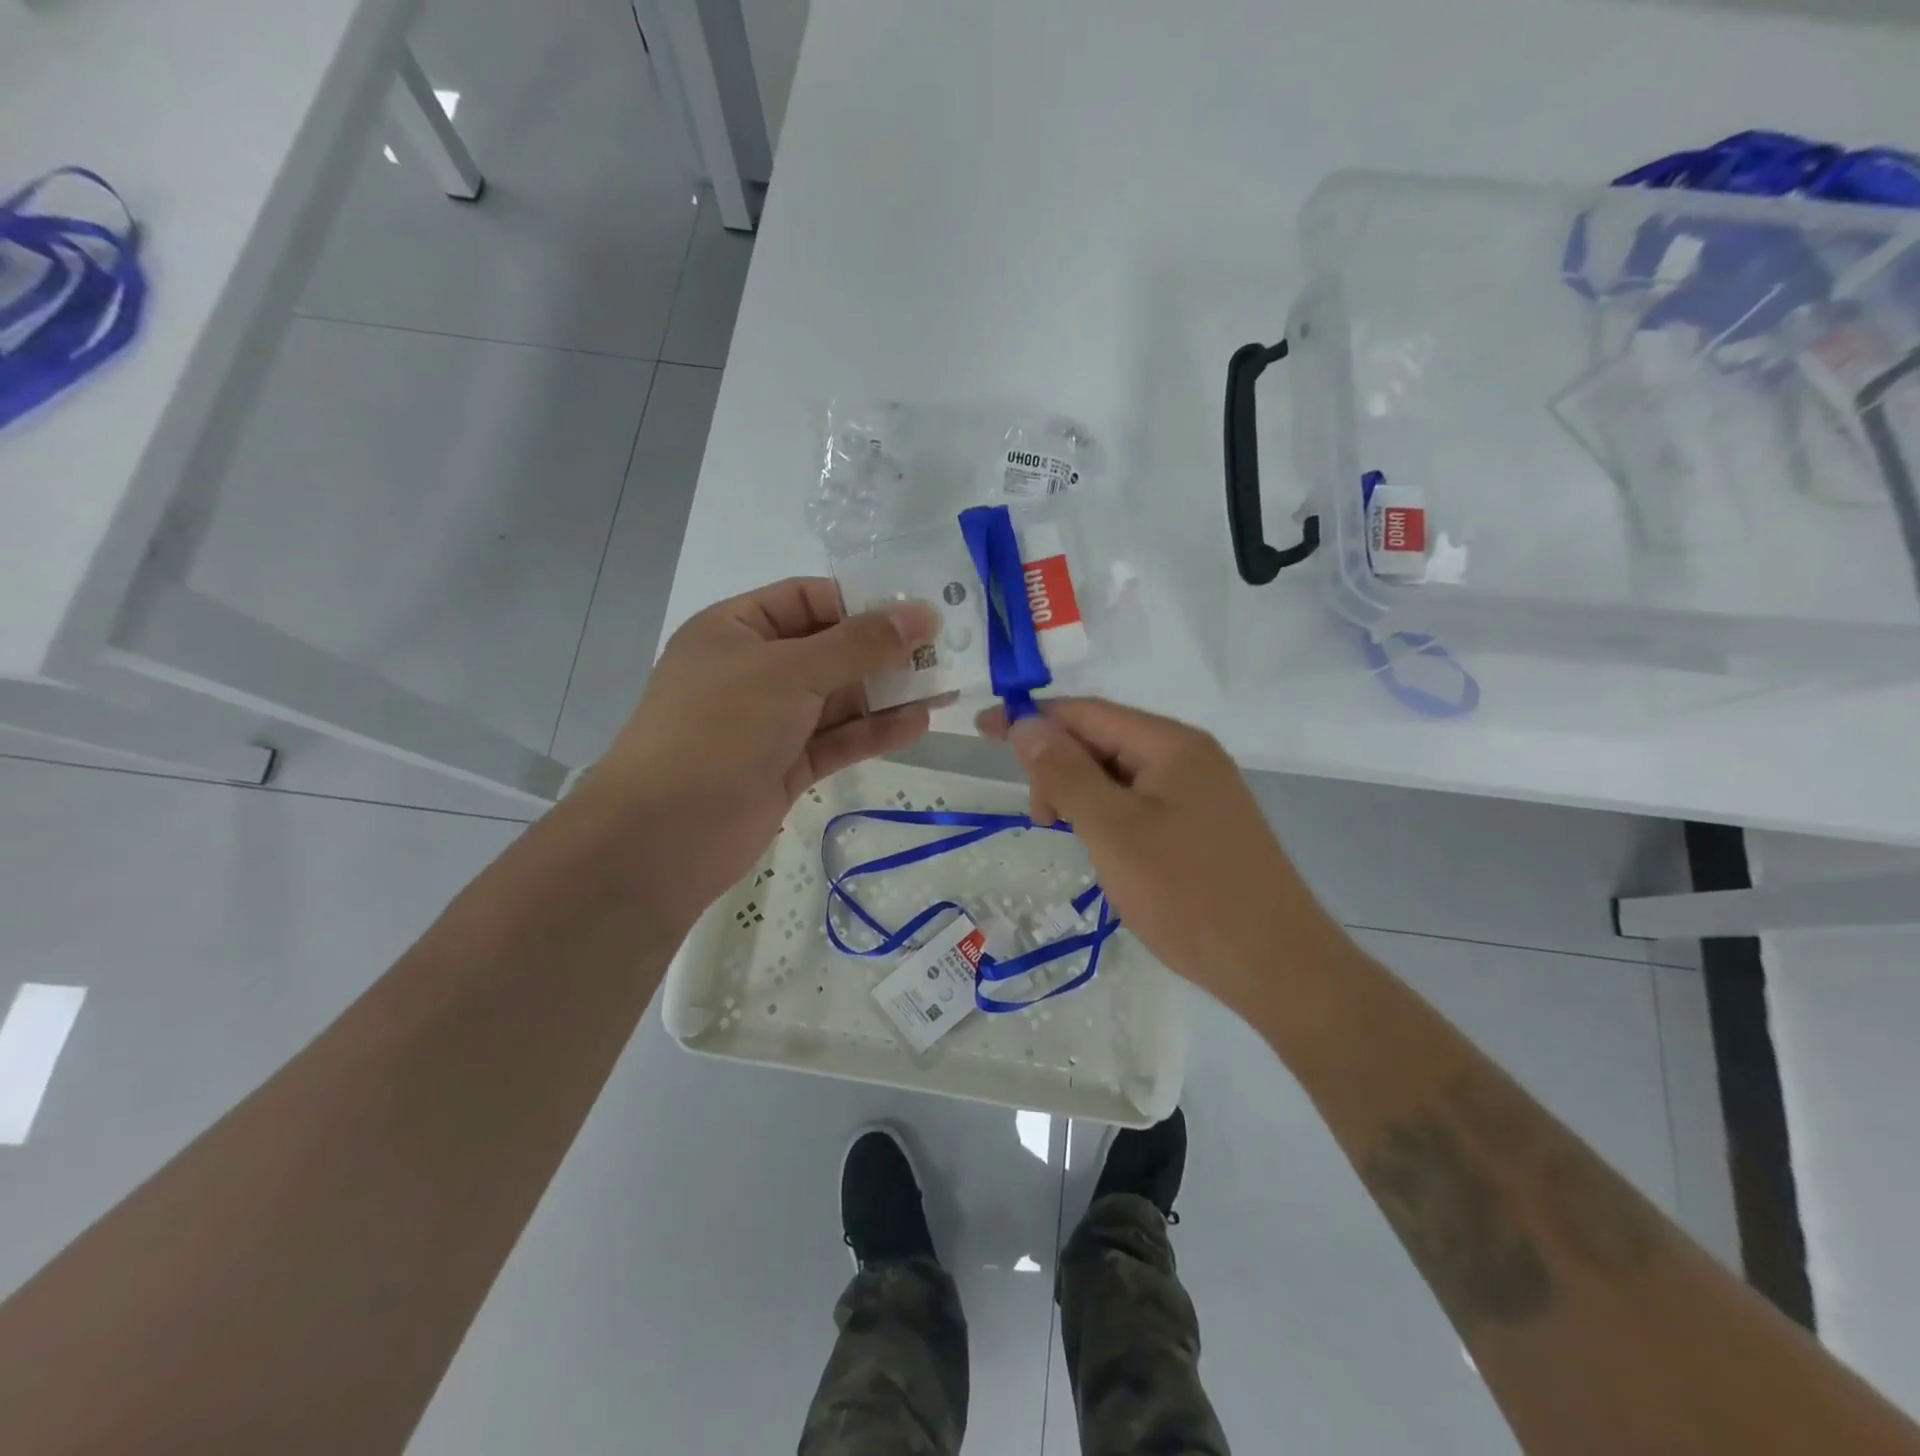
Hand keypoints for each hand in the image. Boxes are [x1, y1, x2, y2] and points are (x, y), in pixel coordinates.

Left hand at [590, 578, 938, 929]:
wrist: (666, 834)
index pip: (807, 598)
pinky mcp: (784, 765)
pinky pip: (835, 739)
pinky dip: (873, 732)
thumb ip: (860, 643)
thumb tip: (921, 615)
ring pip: (837, 699)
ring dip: (886, 693)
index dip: (861, 602)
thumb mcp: (792, 671)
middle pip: (829, 649)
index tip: (915, 613)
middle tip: (943, 652)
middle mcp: (752, 670)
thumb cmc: (721, 728)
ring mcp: (768, 721)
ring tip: (945, 688)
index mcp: (736, 629)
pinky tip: (918, 724)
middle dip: (883, 651)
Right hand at [978, 698, 1339, 1008]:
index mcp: (1170, 744)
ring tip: (1066, 836)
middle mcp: (1188, 756)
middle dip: (1058, 766)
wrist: (1277, 966)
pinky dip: (1107, 816)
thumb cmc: (1188, 893)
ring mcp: (1199, 792)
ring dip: (1080, 794)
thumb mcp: (1113, 830)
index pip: (1086, 712)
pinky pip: (1139, 803)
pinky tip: (1100, 846)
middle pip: (1103, 740)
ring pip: (1118, 775)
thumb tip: (1025, 723)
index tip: (981, 731)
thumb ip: (1065, 773)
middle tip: (1040, 818)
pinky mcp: (1201, 826)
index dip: (1031, 718)